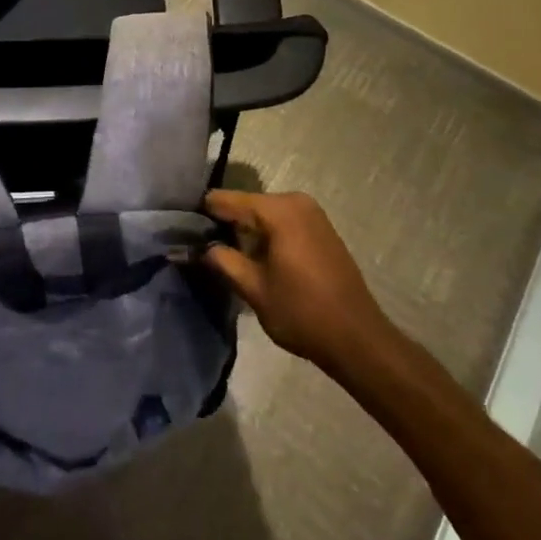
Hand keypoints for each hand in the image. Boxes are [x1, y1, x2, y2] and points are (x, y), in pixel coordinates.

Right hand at [202, 190, 392, 376]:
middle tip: (202, 249)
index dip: (202, 215)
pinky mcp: (321, 229)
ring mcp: (312, 213)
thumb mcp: (253, 288)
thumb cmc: (302, 312)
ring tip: (225, 256)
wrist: (358, 339)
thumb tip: (193, 247)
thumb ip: (221, 260)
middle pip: (246, 205)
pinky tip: (256, 259)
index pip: (225, 200)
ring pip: (264, 215)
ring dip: (246, 232)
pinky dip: (266, 235)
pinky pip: (282, 222)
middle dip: (225, 224)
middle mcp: (295, 201)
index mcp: (278, 210)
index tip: (182, 231)